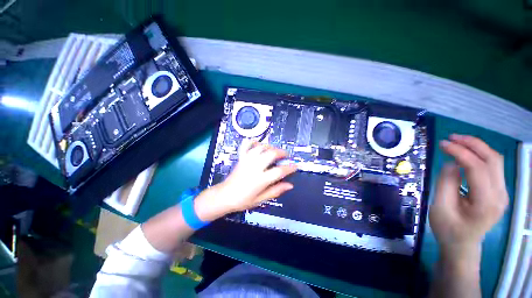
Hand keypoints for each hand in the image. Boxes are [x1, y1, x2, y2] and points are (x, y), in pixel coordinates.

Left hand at [218, 139, 296, 211]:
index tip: (295, 166)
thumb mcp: (261, 199)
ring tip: (275, 150)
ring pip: (261, 147)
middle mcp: (254, 167)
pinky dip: (253, 142)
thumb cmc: (242, 200)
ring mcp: (247, 161)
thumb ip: (276, 191)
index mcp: (260, 180)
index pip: (279, 171)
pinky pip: (246, 145)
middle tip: (286, 155)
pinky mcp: (241, 158)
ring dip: (270, 147)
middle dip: (281, 152)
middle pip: (271, 154)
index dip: (290, 168)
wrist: (224, 196)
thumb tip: (290, 185)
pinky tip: (258, 143)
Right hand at [429, 134, 508, 255]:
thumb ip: (446, 183)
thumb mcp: (440, 208)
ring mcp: (502, 193)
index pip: (477, 168)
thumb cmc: (448, 230)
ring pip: (495, 161)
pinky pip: (493, 167)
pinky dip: (479, 156)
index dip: (460, 152)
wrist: (462, 246)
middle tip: (451, 138)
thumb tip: (452, 163)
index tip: (442, 144)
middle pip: (493, 160)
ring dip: (477, 148)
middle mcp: (500, 196)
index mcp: (486, 203)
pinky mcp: (498, 192)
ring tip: (457, 142)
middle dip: (473, 144)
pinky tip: (466, 154)